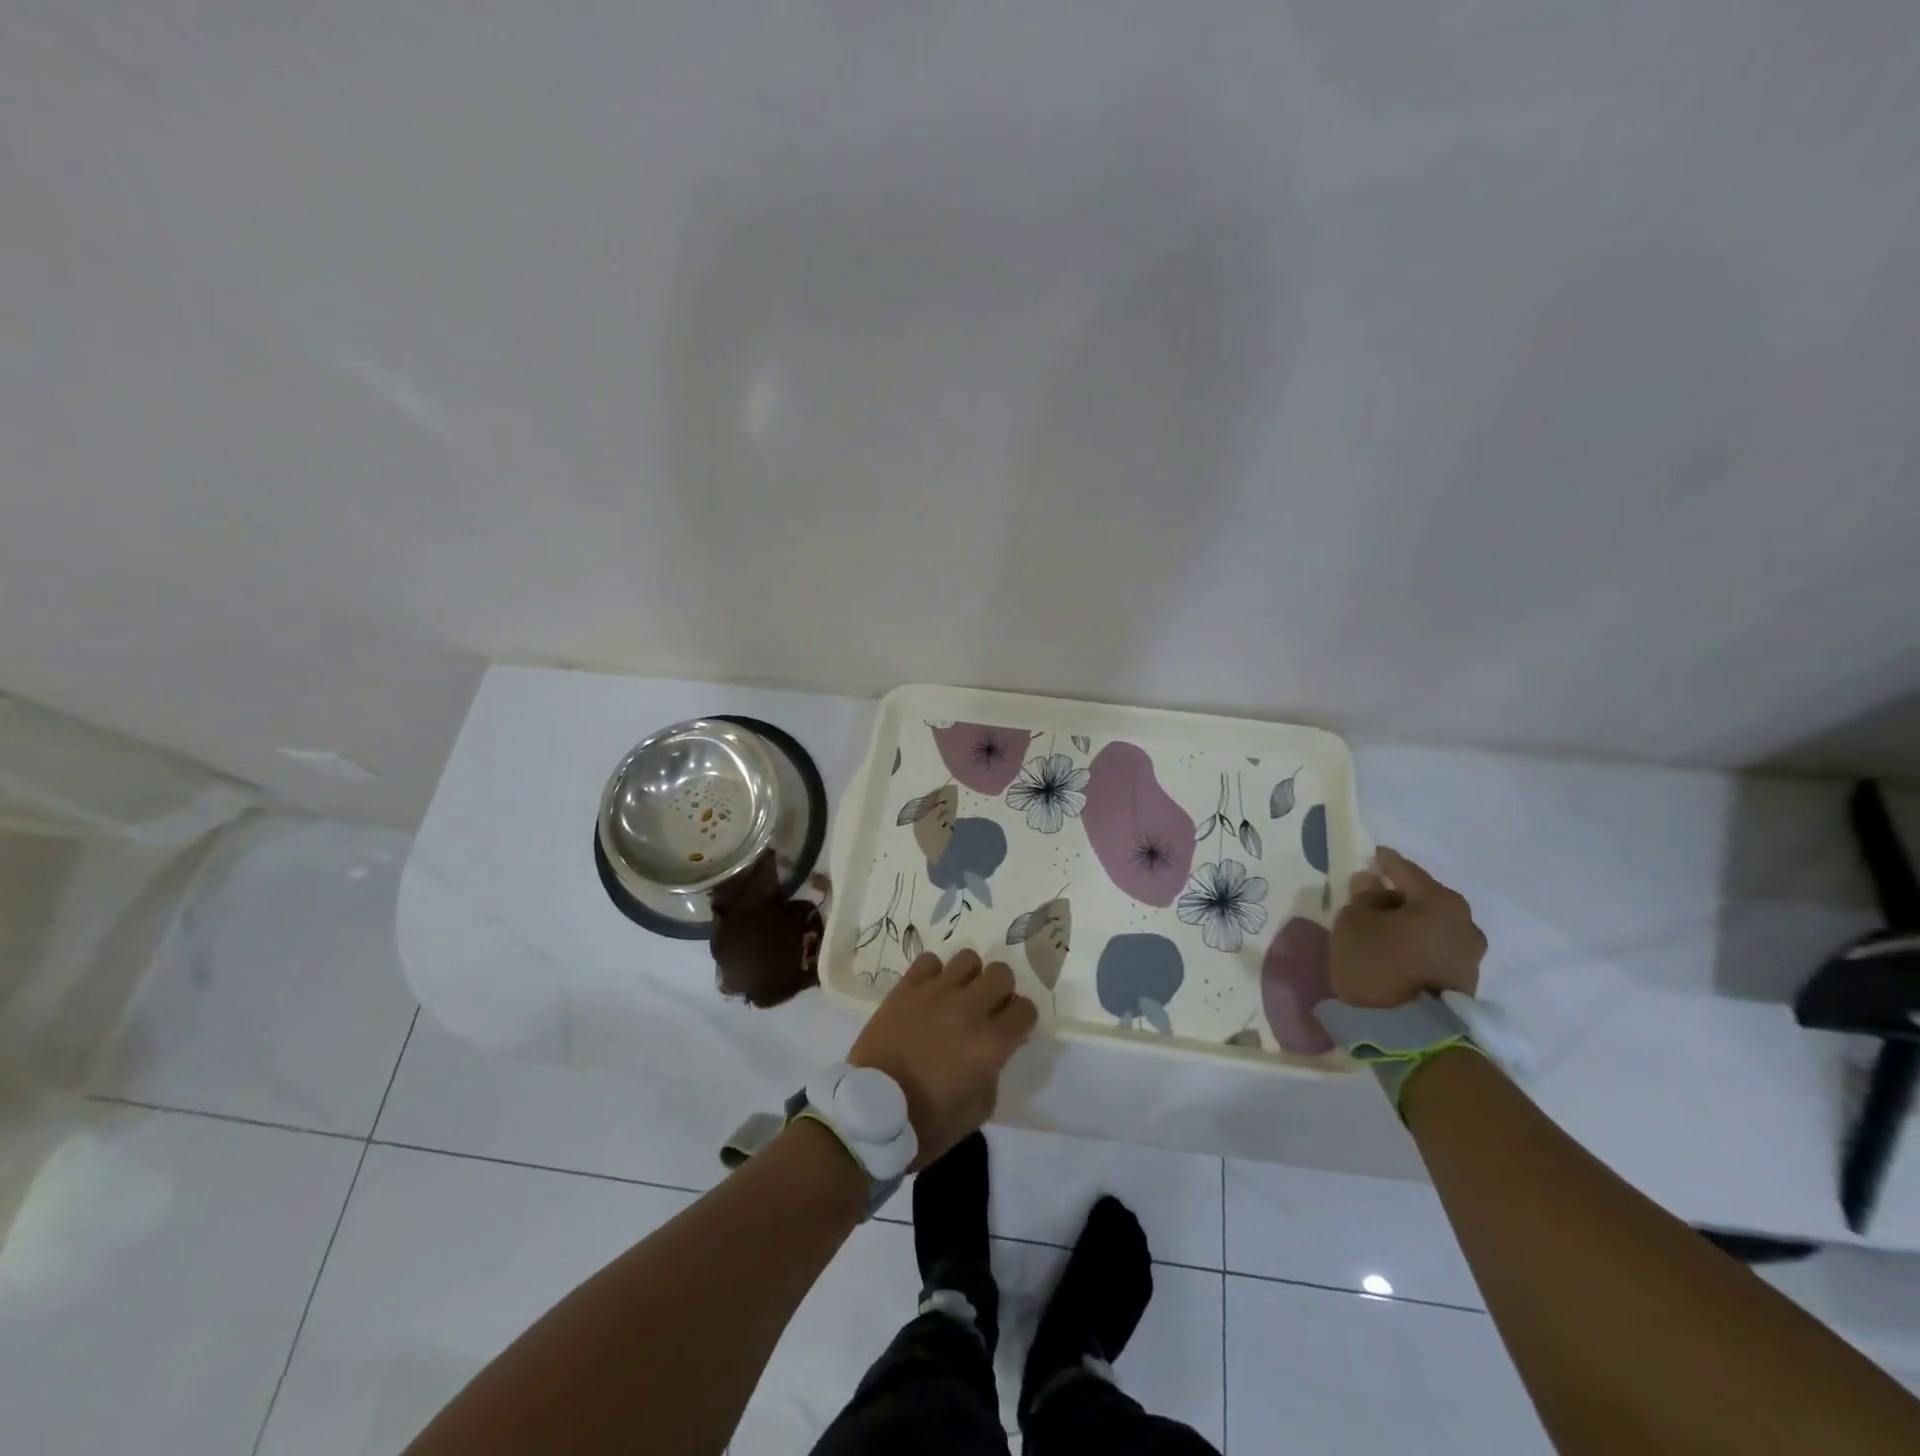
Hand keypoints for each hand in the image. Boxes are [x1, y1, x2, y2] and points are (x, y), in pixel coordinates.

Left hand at [847, 949, 1037, 1168]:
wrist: (871, 1114)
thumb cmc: (927, 1123)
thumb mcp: (978, 1110)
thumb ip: (993, 1071)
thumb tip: (993, 1049)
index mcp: (990, 1044)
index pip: (1025, 1009)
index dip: (1022, 1019)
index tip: (1011, 1029)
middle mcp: (967, 1010)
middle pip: (1001, 974)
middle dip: (1001, 990)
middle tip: (987, 1008)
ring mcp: (934, 994)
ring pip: (968, 958)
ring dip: (969, 977)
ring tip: (958, 995)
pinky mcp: (905, 989)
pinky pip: (929, 961)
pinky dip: (934, 974)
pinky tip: (929, 993)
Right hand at [1331, 847, 1486, 1008]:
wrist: (1410, 1035)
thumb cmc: (1377, 966)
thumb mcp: (1353, 923)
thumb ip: (1362, 898)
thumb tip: (1372, 884)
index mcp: (1440, 902)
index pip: (1406, 871)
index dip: (1385, 862)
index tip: (1373, 854)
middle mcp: (1465, 924)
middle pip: (1424, 898)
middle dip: (1398, 894)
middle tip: (1371, 894)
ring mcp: (1470, 955)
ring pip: (1432, 925)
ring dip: (1408, 921)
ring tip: (1381, 925)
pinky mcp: (1465, 981)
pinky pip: (1436, 947)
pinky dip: (1416, 942)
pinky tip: (1395, 948)